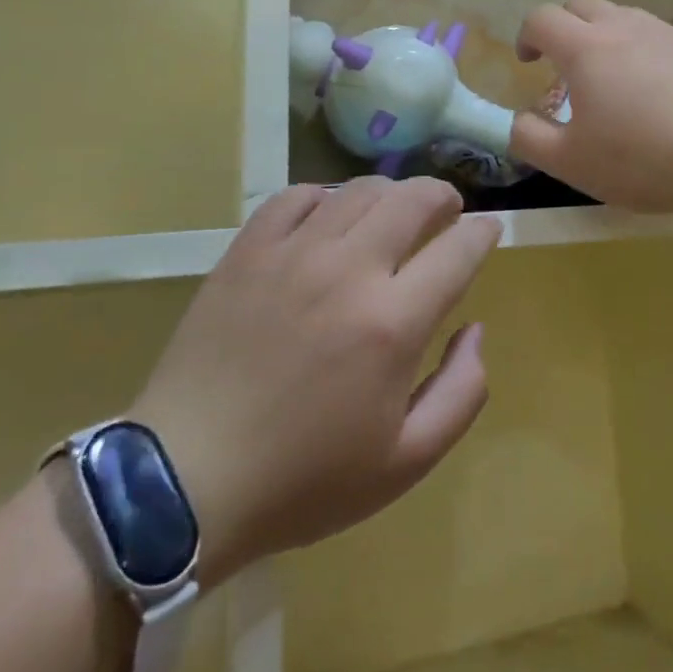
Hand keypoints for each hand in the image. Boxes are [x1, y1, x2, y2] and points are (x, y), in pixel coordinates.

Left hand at [130, 178, 499, 582]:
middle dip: (443, 196)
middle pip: (413, 199)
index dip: (483, 233)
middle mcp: (348, 271)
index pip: (458, 250)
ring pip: (359, 190)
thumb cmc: (303, 480)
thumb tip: (474, 329)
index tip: (488, 231)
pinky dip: (325, 196)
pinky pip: (296, 196)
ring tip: (394, 213)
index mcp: (393, 323)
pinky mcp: (247, 252)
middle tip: (447, 210)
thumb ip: (462, 392)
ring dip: (391, 193)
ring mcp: (293, 254)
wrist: (184, 482)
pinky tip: (329, 216)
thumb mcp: (405, 462)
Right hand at [509, 0, 672, 215]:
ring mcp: (668, 32)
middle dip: (564, 27)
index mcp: (586, 49)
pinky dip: (646, 54)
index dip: (527, 36)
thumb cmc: (644, 158)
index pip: (542, 19)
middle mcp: (625, 27)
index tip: (528, 62)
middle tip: (565, 66)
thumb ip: (530, 138)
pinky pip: (661, 39)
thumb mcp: (572, 163)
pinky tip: (662, 96)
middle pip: (582, 4)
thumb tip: (517, 121)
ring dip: (606, 38)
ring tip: (614, 82)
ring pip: (625, 17)